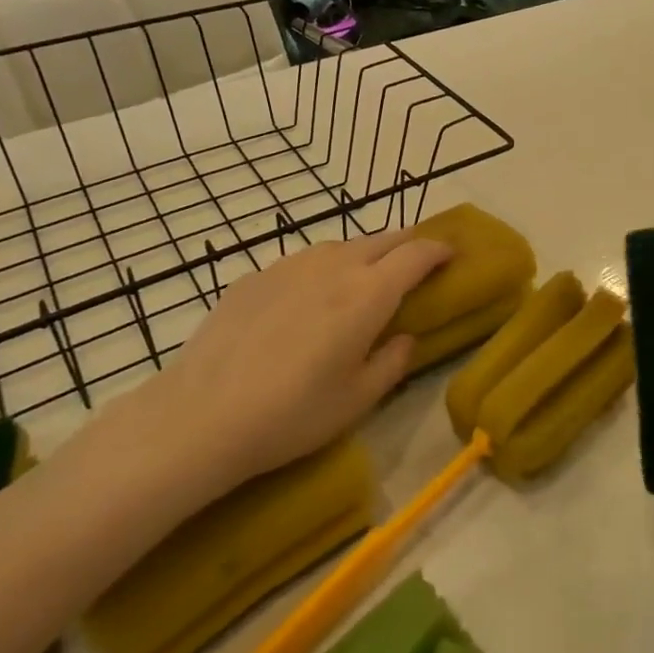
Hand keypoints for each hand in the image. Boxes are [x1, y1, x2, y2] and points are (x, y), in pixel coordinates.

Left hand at [112, 230, 451, 507]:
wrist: (201, 414)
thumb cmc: (292, 414)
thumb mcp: (357, 400)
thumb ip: (392, 362)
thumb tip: (404, 338)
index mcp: (368, 294)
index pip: (416, 254)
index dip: (439, 249)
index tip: (452, 254)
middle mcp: (334, 266)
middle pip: (382, 239)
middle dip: (407, 244)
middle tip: (416, 262)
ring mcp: (290, 265)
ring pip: (341, 246)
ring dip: (364, 255)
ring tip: (363, 280)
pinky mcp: (255, 276)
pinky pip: (303, 262)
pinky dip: (321, 270)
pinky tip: (307, 301)